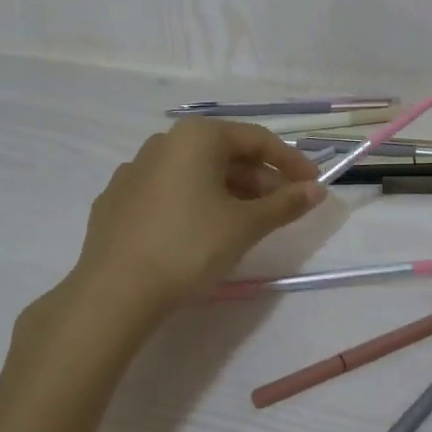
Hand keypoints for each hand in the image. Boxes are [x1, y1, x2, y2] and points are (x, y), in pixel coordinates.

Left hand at [47, 120, 325, 332]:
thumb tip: (317, 190)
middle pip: (226, 154)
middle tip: (285, 207)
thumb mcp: (246, 225)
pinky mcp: (117, 200)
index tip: (313, 184)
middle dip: (260, 180)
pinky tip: (203, 231)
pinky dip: (196, 203)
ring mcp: (134, 170)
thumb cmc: (189, 247)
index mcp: (197, 137)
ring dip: (230, 192)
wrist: (113, 293)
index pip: (257, 139)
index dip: (290, 162)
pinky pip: (169, 191)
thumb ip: (285, 203)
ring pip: (196, 173)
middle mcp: (164, 142)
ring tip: (250, 222)